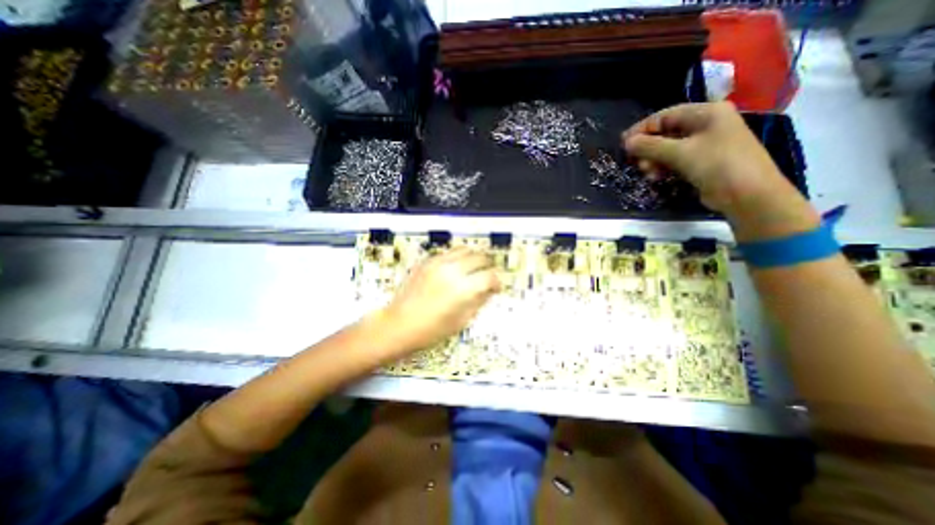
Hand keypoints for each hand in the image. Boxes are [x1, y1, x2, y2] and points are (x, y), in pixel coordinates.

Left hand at [379, 247, 499, 354]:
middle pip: (479, 257)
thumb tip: (489, 290)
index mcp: (463, 289)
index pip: (489, 276)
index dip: (496, 282)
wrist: (399, 324)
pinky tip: (454, 270)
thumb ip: (479, 301)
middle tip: (486, 276)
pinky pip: (448, 253)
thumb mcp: (462, 320)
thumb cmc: (432, 330)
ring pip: (465, 249)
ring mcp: (438, 263)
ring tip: (472, 269)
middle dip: (487, 266)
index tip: (496, 288)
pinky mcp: (427, 261)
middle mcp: (453, 270)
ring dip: (473, 258)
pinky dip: (457, 258)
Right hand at [622, 103, 781, 211]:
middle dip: (648, 147)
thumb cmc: (717, 165)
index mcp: (706, 113)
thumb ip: (650, 146)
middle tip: (634, 162)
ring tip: (647, 172)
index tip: (623, 143)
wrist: (747, 194)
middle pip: (666, 132)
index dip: (642, 129)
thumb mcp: (680, 153)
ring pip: (668, 148)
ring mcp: (704, 143)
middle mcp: (705, 124)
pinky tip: (656, 177)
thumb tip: (626, 142)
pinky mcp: (701, 161)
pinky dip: (663, 167)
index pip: (665, 116)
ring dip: (653, 159)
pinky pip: (675, 159)